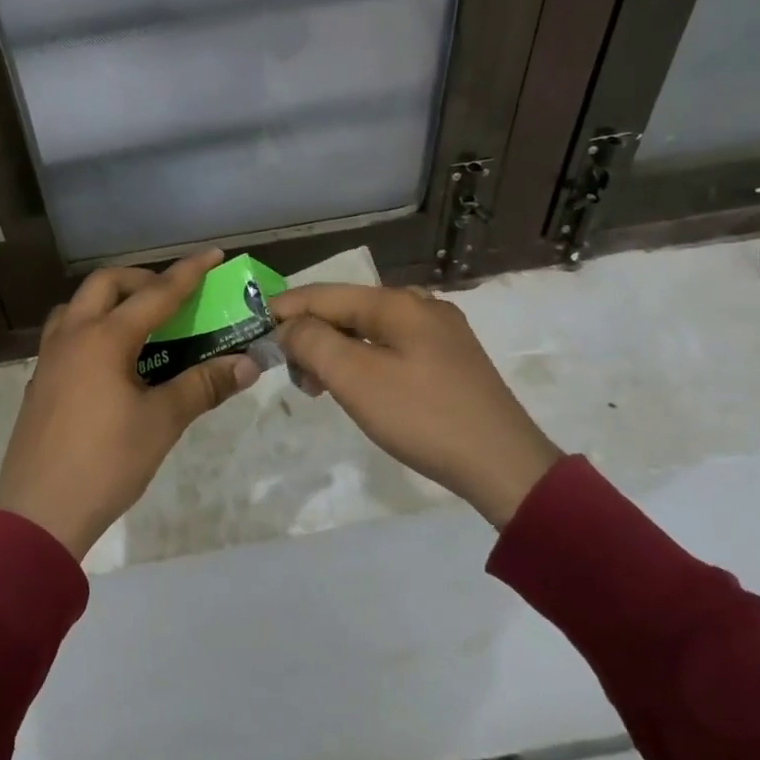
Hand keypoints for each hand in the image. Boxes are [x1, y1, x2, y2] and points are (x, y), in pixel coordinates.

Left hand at [0, 249, 259, 558]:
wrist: (39, 513)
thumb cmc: (106, 463)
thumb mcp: (162, 422)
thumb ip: (203, 386)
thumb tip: (247, 364)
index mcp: (104, 338)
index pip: (156, 294)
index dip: (188, 273)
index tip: (213, 254)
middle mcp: (72, 335)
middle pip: (106, 284)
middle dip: (142, 280)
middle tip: (171, 297)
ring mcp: (49, 357)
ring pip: (77, 306)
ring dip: (109, 301)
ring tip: (138, 323)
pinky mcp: (40, 381)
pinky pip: (66, 333)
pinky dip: (92, 327)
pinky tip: (110, 361)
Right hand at [271, 285, 561, 528]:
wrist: (505, 466)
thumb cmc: (423, 417)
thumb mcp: (356, 379)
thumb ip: (312, 342)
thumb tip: (288, 326)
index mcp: (398, 302)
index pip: (324, 294)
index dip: (284, 309)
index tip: (254, 331)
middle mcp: (420, 305)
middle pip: (346, 310)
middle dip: (312, 336)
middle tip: (295, 378)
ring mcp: (439, 332)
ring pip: (368, 330)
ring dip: (336, 353)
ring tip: (322, 389)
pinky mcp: (450, 359)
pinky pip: (391, 347)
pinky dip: (363, 363)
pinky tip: (359, 389)